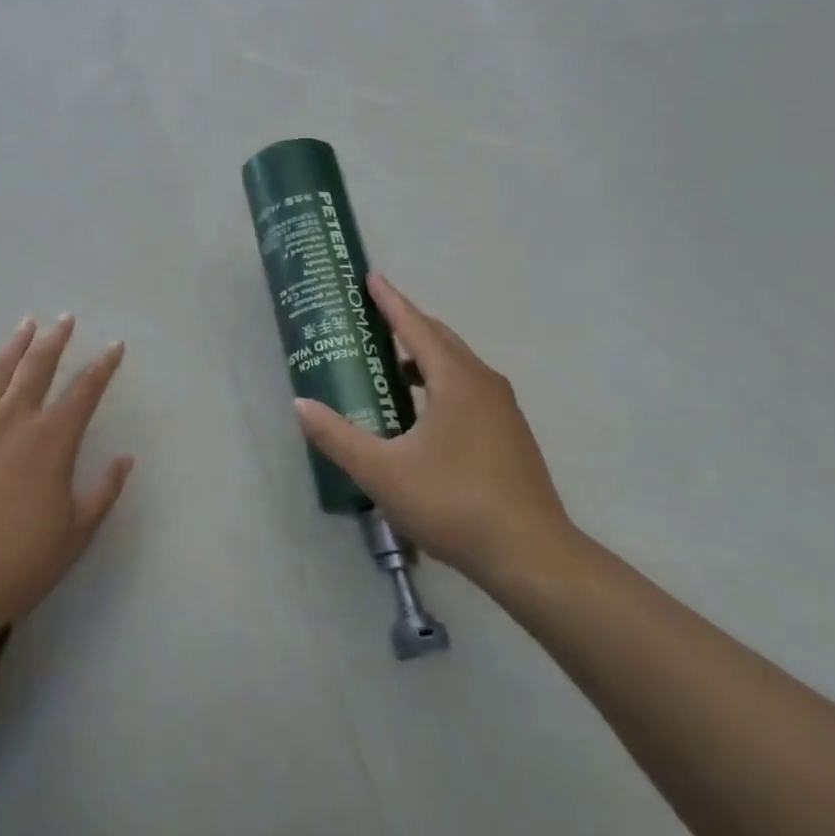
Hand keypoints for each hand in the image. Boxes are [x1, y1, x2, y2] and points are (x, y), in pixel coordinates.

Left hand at [0, 315, 134, 643]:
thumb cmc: (21, 562)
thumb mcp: (77, 532)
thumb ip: (104, 491)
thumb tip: (125, 458)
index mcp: (52, 441)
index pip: (85, 391)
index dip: (103, 366)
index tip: (114, 346)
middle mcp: (15, 421)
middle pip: (38, 367)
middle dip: (55, 339)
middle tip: (65, 318)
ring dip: (13, 346)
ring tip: (25, 325)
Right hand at [294, 273, 577, 601]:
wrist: (533, 557)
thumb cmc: (454, 504)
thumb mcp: (383, 473)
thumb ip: (338, 436)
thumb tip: (301, 405)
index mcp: (455, 380)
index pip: (415, 326)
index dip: (390, 300)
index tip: (371, 277)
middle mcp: (482, 382)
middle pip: (439, 338)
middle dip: (406, 323)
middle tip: (373, 319)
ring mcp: (502, 408)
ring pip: (457, 365)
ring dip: (423, 356)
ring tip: (390, 367)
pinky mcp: (510, 433)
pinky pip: (468, 387)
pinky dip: (440, 381)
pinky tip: (422, 414)